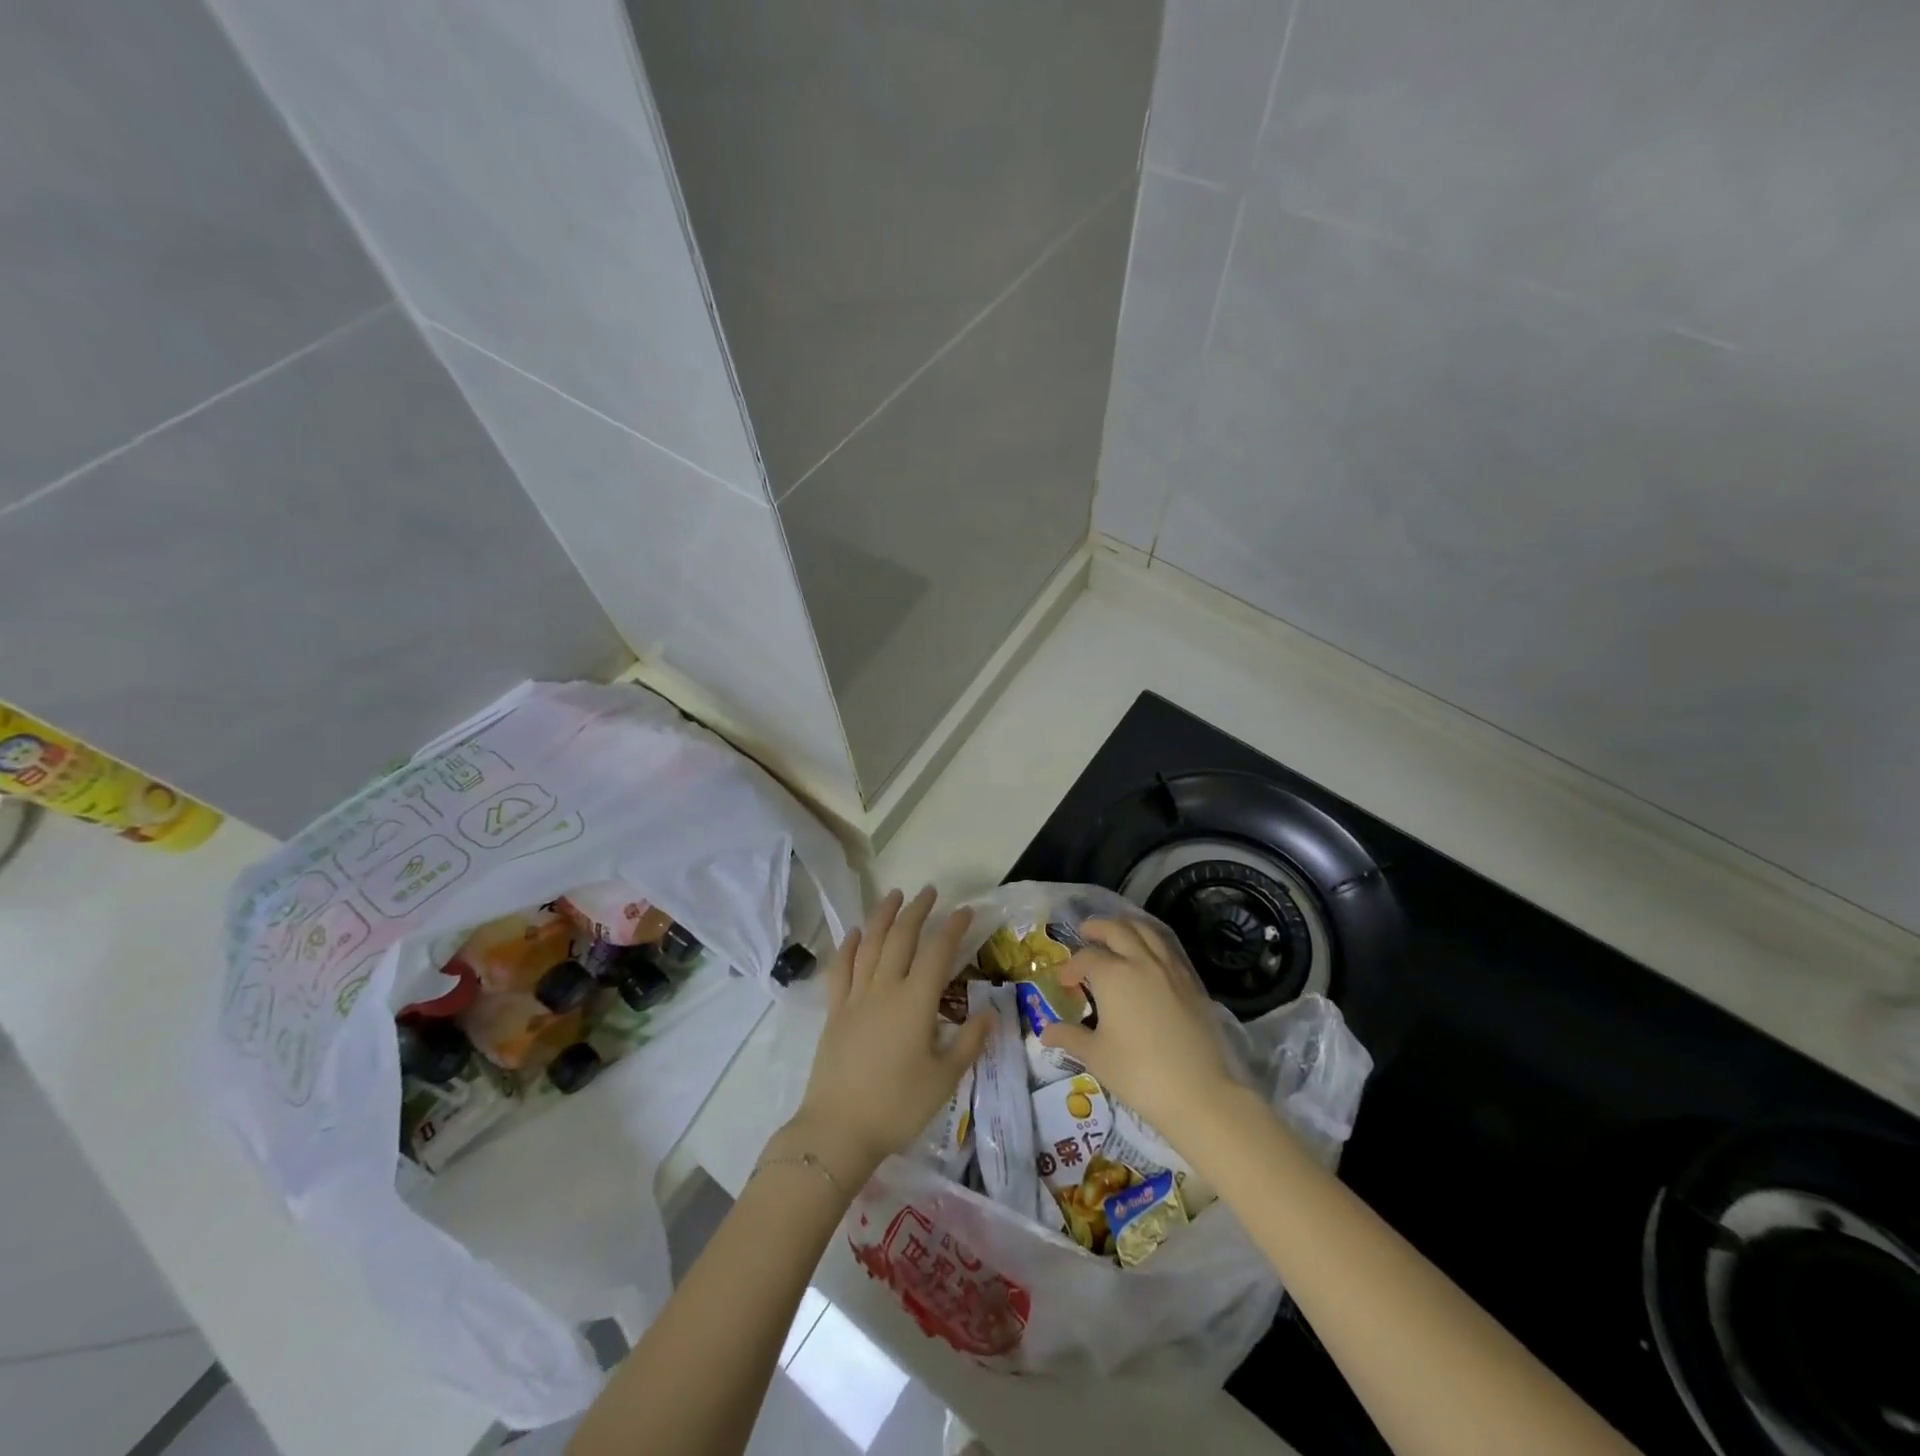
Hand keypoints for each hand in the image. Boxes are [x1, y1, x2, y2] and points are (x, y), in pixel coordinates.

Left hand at [777, 887, 989, 1187]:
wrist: (838, 1130)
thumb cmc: (897, 1106)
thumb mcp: (945, 1079)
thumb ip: (969, 1042)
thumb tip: (990, 1012)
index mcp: (915, 1002)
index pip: (938, 952)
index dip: (953, 927)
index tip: (965, 911)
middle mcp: (885, 988)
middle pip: (901, 937)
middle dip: (917, 910)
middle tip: (930, 892)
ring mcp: (856, 997)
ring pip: (870, 944)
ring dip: (883, 915)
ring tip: (893, 894)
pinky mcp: (835, 1011)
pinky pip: (840, 969)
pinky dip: (849, 945)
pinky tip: (855, 931)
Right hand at [1040, 917, 1241, 1139]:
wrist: (1198, 1092)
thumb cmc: (1138, 1073)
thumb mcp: (1096, 1056)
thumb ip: (1070, 1037)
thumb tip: (1046, 1032)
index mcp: (1112, 975)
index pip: (1085, 957)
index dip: (1070, 967)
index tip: (1064, 982)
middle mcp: (1141, 961)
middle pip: (1116, 929)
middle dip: (1097, 927)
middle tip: (1085, 932)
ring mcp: (1170, 969)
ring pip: (1147, 931)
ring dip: (1127, 926)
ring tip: (1117, 933)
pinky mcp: (1191, 983)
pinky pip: (1168, 949)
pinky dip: (1152, 942)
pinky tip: (1148, 956)